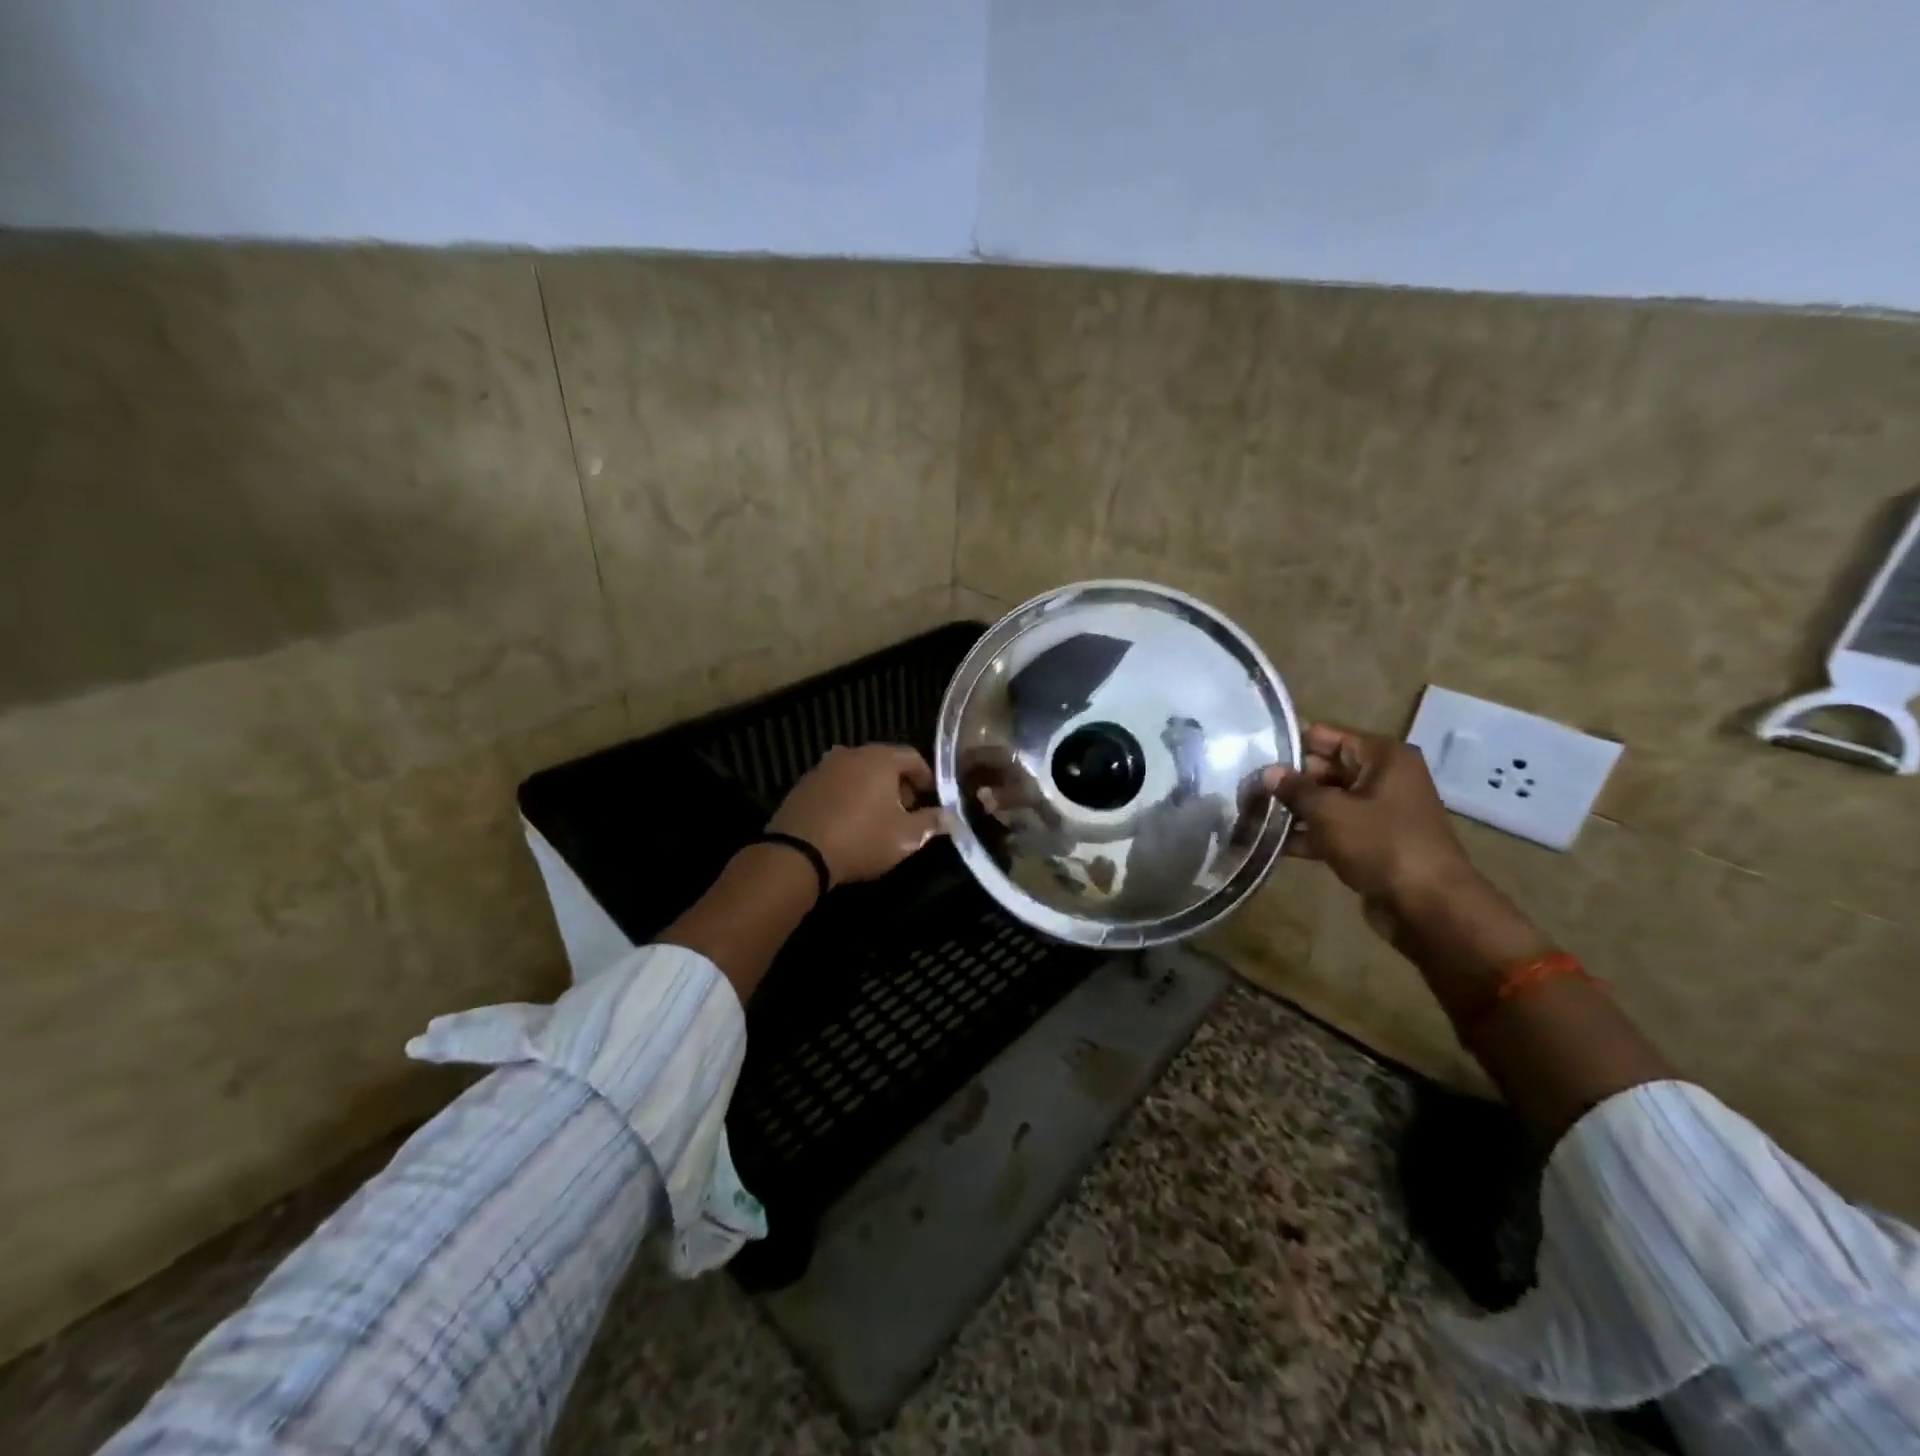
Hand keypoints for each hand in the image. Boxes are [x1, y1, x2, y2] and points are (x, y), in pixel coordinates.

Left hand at [768, 744, 945, 886]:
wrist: (798, 853)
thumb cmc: (862, 839)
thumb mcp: (906, 837)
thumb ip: (932, 823)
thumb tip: (950, 817)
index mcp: (880, 759)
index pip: (913, 757)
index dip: (927, 778)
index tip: (931, 799)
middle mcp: (851, 754)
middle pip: (885, 762)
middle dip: (899, 784)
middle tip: (906, 812)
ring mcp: (824, 767)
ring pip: (858, 773)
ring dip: (872, 790)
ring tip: (876, 818)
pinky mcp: (804, 785)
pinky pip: (836, 785)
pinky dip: (848, 796)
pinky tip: (848, 822)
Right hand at [1261, 724, 1474, 908]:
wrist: (1428, 906)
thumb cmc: (1380, 844)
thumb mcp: (1330, 811)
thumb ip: (1295, 789)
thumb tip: (1267, 772)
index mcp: (1382, 757)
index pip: (1325, 736)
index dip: (1289, 747)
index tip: (1253, 759)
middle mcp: (1383, 777)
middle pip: (1324, 768)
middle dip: (1288, 782)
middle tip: (1246, 792)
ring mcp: (1380, 812)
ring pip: (1327, 801)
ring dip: (1294, 811)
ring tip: (1252, 816)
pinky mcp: (1373, 842)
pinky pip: (1334, 829)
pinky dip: (1309, 834)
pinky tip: (1273, 844)